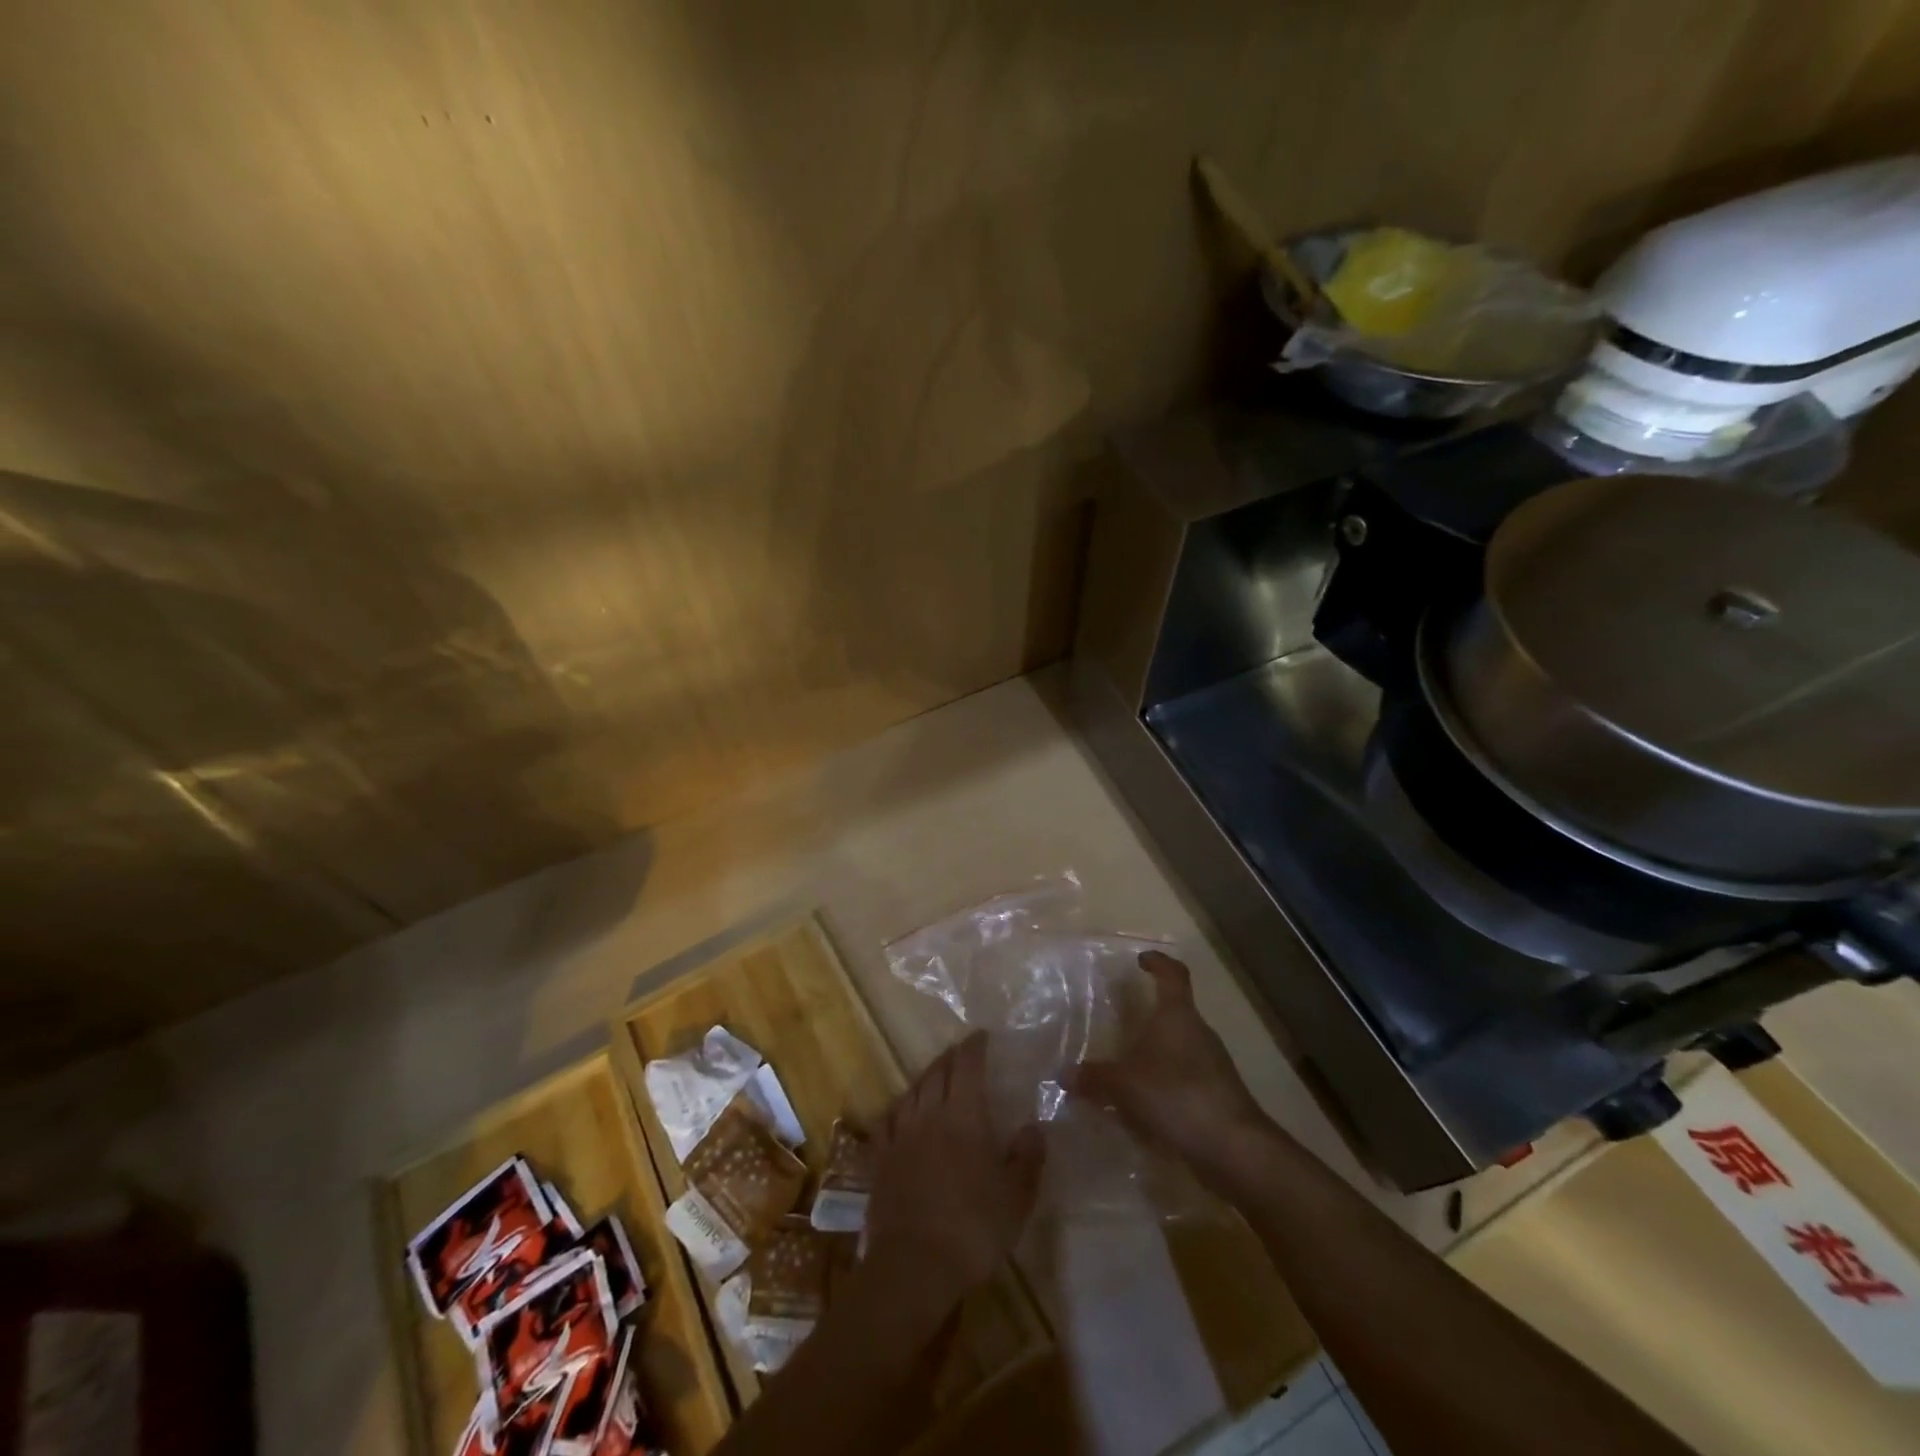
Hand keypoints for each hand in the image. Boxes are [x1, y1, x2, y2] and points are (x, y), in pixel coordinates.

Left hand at [863, 1032, 1044, 1321]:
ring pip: (912, 1091)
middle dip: (951, 1057)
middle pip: (937, 1072)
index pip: (968, 1066)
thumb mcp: (1016, 1197)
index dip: (974, 1047)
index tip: (982, 1036)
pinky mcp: (881, 1159)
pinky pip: (888, 1120)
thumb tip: (1034, 1127)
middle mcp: (929, 1114)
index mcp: (964, 1115)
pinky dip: (899, 1107)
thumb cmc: (973, 1228)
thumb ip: (1028, 1157)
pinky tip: (902, 1111)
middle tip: (961, 1052)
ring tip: (936, 1076)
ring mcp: (901, 1135)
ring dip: (926, 1077)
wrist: (914, 1266)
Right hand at [1071, 951, 1271, 1184]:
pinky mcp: (1216, 1095)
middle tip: (1118, 1022)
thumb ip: (1094, 1077)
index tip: (1142, 960)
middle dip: (1148, 1016)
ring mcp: (1212, 1065)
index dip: (1158, 963)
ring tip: (1124, 1068)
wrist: (1235, 1149)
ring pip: (1178, 1047)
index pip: (1173, 974)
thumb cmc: (1178, 1096)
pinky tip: (1142, 1105)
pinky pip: (1183, 1078)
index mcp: (1178, 1016)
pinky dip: (1163, 1084)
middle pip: (1174, 1012)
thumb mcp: (1126, 1085)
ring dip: (1154, 1053)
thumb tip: (1063, 1073)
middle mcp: (1198, 1033)